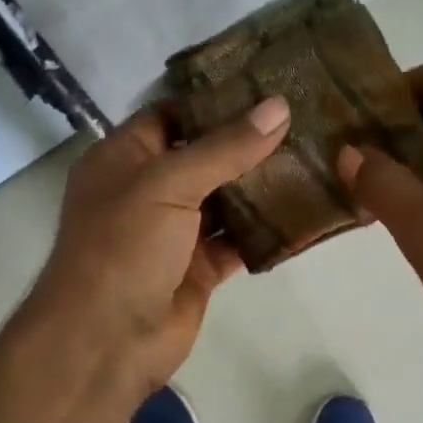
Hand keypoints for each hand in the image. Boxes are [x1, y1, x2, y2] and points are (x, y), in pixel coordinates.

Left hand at [22, 96, 290, 407]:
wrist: (107, 340)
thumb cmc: (123, 247)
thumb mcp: (167, 184)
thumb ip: (224, 148)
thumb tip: (278, 107)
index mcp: (124, 159)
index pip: (172, 114)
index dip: (215, 99)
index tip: (268, 82)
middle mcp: (148, 191)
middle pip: (204, 157)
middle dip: (248, 142)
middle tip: (306, 117)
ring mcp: (174, 234)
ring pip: (225, 201)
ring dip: (262, 186)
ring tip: (315, 156)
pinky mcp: (198, 270)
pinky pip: (237, 242)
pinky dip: (265, 231)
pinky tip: (305, 211)